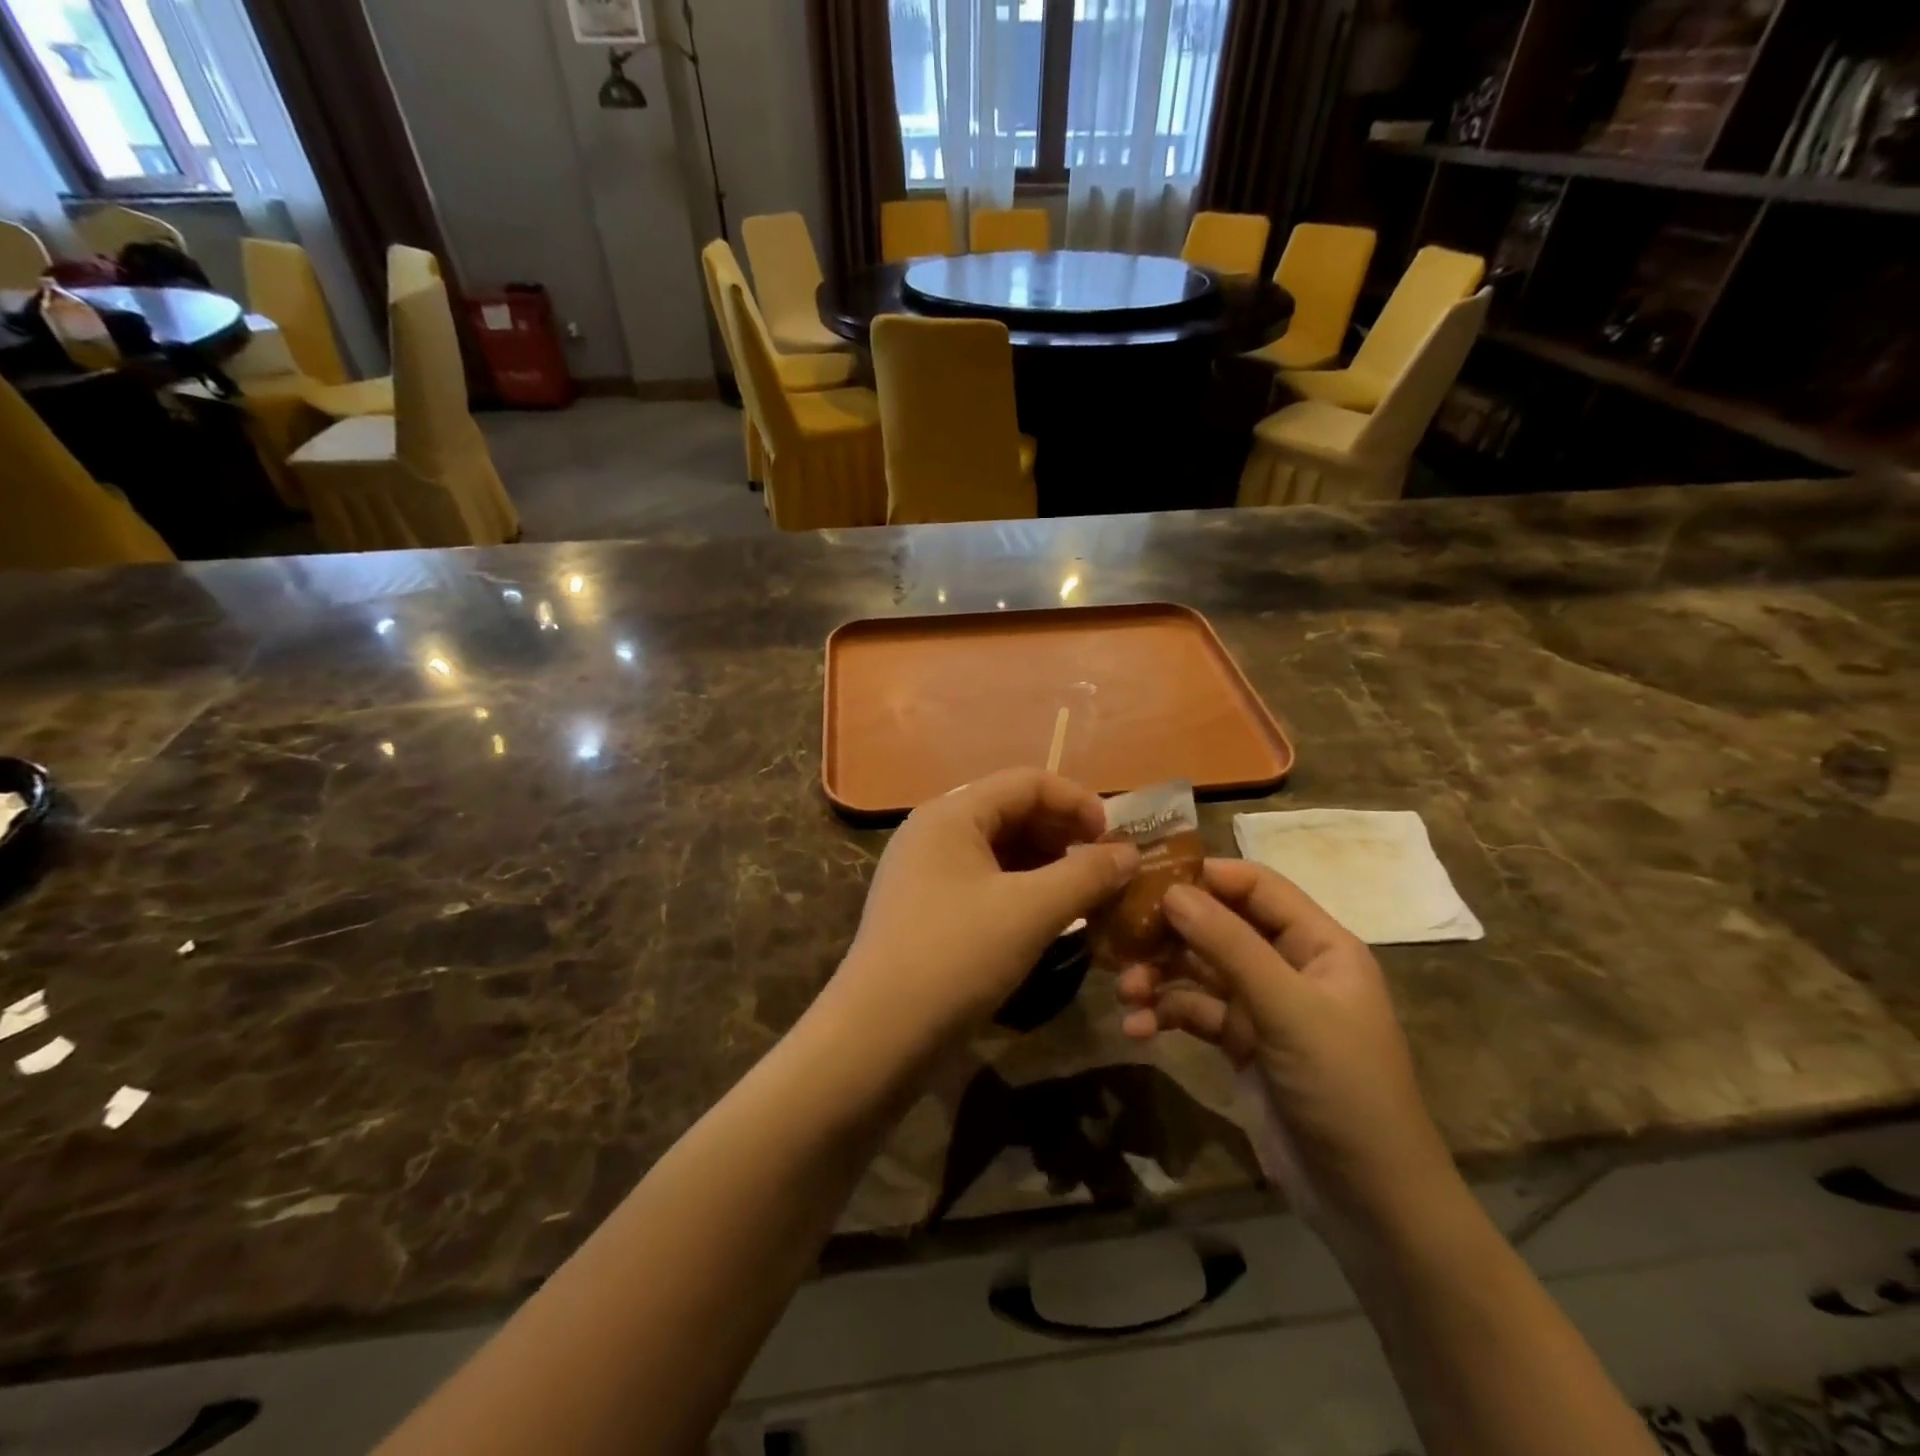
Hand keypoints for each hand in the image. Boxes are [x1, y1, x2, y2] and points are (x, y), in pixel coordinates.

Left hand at [829, 770, 1138, 1061]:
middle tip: (1106, 870)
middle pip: (1013, 812)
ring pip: (1001, 851)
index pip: (1027, 782)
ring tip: (1086, 896)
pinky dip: (1023, 891)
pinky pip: (986, 882)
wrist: (878, 1035)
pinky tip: (1049, 918)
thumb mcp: (1030, 911)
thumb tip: (1129, 853)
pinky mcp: (927, 908)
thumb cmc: (956, 957)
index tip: (1116, 839)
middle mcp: (935, 831)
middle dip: (1065, 835)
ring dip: (1047, 866)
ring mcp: (927, 871)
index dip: (1078, 802)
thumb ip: (1085, 875)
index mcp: (952, 814)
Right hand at [1117, 860, 1456, 1240]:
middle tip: (1120, 936)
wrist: (1368, 1202)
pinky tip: (1138, 1029)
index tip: (1146, 876)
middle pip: (1218, 926)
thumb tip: (1173, 891)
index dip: (1205, 876)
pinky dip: (1165, 1014)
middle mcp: (1288, 965)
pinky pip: (1193, 1011)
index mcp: (1318, 944)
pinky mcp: (1239, 1042)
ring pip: (1198, 969)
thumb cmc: (1343, 1088)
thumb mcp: (1288, 1010)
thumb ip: (1229, 946)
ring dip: (1159, 976)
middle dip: (1170, 932)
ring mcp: (1262, 1005)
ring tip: (1126, 991)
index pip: (1256, 887)